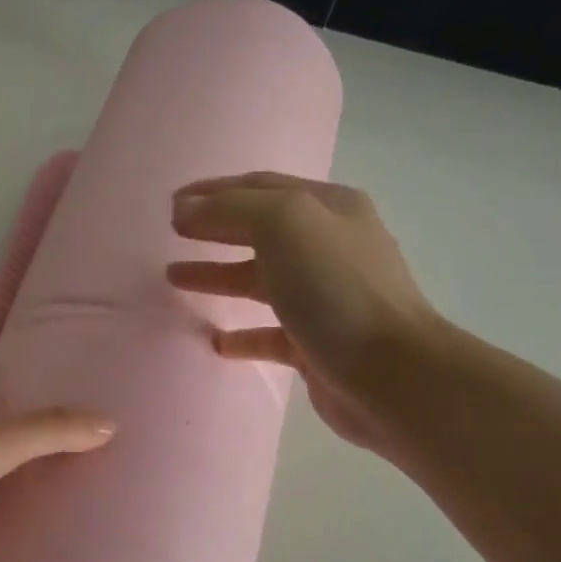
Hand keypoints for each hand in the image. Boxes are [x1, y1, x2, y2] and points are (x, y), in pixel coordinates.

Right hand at [166, 172, 440, 453]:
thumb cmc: (336, 289)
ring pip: (260, 280)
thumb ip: (230, 210)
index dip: (213, 191)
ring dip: (218, 276)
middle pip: (259, 230)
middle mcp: (330, 247)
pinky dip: (241, 334)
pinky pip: (269, 333)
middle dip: (213, 229)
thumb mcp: (284, 225)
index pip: (261, 187)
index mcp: (329, 208)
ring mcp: (325, 298)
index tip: (171, 204)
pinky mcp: (316, 344)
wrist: (389, 374)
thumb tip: (185, 210)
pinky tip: (215, 341)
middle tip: (171, 234)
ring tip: (174, 278)